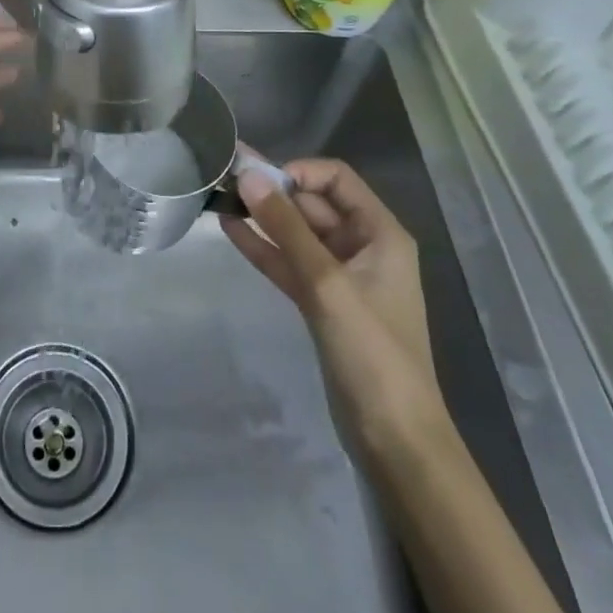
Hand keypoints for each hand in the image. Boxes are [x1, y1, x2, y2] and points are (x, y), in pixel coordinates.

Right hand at [222, 152, 448, 460]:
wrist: (393, 440)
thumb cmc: (371, 352)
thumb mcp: (327, 283)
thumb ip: (286, 227)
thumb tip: (249, 176)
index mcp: (380, 233)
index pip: (336, 179)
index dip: (298, 172)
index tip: (260, 181)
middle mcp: (362, 246)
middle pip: (313, 204)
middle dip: (272, 191)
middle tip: (225, 179)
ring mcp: (340, 276)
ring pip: (297, 234)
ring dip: (263, 217)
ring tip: (219, 197)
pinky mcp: (321, 302)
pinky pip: (289, 262)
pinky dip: (263, 246)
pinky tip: (230, 229)